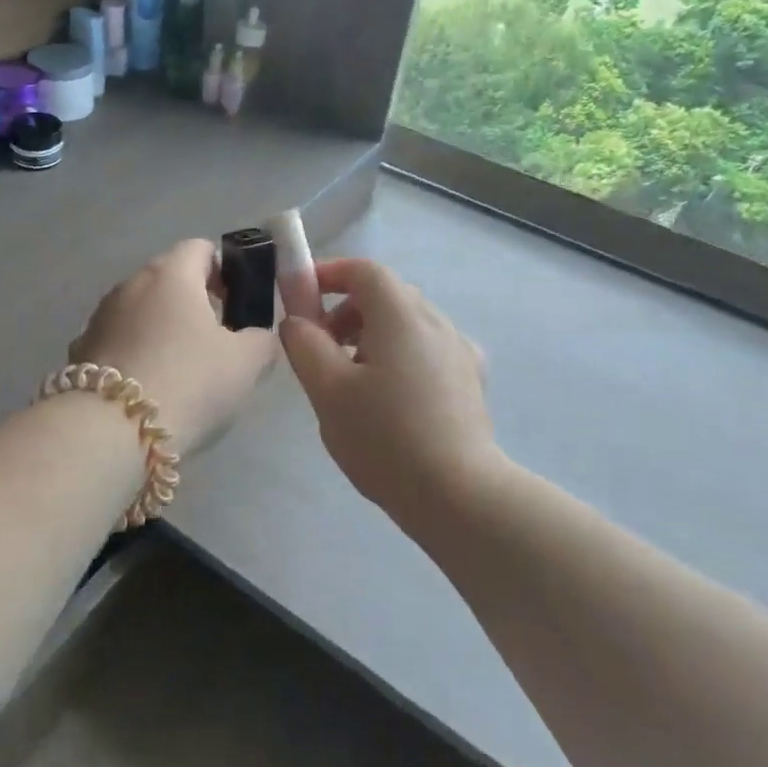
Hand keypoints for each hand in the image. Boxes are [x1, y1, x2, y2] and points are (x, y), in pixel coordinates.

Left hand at [68, 239, 277, 454]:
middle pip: (168, 279)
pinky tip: (146, 389)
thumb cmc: (189, 382)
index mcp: (171, 274)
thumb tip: (256, 337)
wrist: (111, 431)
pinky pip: (118, 342)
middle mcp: (130, 284)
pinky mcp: (80, 351)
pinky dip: (134, 355)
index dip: (224, 271)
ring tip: (180, 371)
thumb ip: (261, 340)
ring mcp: (99, 317)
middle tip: (215, 343)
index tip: (236, 305)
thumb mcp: (246, 363)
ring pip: (140, 311)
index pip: (200, 249)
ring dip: (160, 329)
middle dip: (192, 303)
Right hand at [280, 258, 497, 522]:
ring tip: (351, 381)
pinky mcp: (470, 380)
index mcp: (402, 316)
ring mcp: (459, 351)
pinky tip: (390, 399)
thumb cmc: (384, 438)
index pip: (364, 271)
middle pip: (386, 295)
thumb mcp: (328, 390)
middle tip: (321, 348)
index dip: (329, 274)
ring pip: (406, 324)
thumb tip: (297, 320)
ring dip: (371, 335)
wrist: (458, 495)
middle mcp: (436, 322)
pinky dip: (399, 356)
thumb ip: (305, 344)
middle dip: (346, 310)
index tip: (302, 298)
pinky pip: (426, 350)